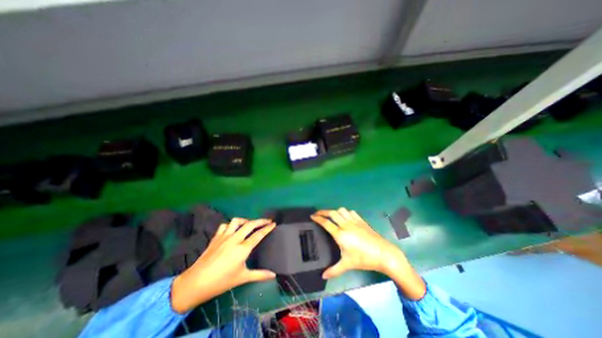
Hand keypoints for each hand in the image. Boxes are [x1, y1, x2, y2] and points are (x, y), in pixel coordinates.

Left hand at [171, 218, 275, 312]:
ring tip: (250, 224)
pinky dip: (231, 225)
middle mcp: (235, 239)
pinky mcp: (216, 237)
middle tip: (268, 220)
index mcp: (242, 249)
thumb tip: (273, 275)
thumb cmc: (221, 281)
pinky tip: (233, 230)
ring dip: (245, 220)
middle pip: (250, 224)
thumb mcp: (242, 278)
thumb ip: (259, 275)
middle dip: (261, 221)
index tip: (274, 224)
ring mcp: (224, 236)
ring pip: (237, 221)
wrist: (195, 283)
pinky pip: (225, 225)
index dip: (267, 228)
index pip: (258, 235)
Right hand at [312, 208, 424, 300]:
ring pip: (341, 210)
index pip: (326, 223)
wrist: (383, 253)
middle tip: (318, 214)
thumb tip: (323, 276)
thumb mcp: (347, 264)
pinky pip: (351, 212)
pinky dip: (346, 212)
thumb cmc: (364, 259)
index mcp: (340, 234)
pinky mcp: (361, 221)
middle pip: (332, 213)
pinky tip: (346, 217)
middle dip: (323, 211)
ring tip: (332, 216)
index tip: (312, 216)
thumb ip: (334, 270)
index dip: (317, 218)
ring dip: (335, 211)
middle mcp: (346, 224)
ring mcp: (354, 221)